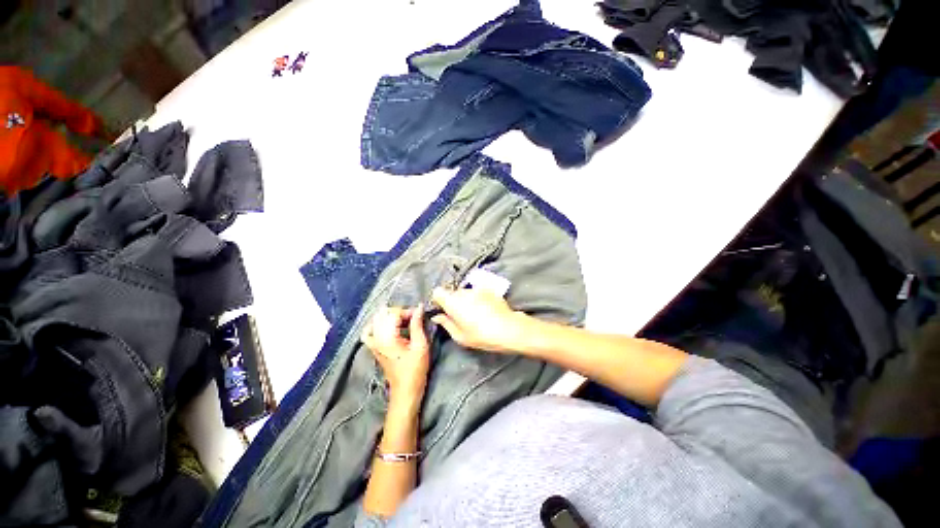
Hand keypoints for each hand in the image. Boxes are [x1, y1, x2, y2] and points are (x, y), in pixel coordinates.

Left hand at [362, 305, 429, 400]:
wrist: (405, 390)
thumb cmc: (415, 369)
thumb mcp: (420, 345)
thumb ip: (417, 324)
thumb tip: (419, 307)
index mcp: (387, 337)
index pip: (394, 313)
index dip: (408, 311)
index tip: (419, 315)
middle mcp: (376, 338)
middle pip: (384, 314)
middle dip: (399, 312)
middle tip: (413, 318)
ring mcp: (373, 343)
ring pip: (376, 320)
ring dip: (390, 317)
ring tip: (403, 322)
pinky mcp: (373, 348)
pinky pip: (369, 331)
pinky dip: (377, 325)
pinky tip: (387, 327)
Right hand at [430, 287, 529, 352]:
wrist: (509, 329)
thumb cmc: (482, 336)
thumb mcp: (460, 336)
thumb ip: (446, 324)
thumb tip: (437, 317)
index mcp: (453, 302)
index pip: (437, 292)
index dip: (438, 300)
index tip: (443, 311)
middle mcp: (463, 292)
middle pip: (452, 292)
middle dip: (453, 302)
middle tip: (459, 316)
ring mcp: (477, 289)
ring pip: (464, 292)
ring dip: (465, 300)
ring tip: (474, 314)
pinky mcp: (488, 290)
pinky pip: (477, 293)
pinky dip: (477, 299)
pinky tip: (485, 310)